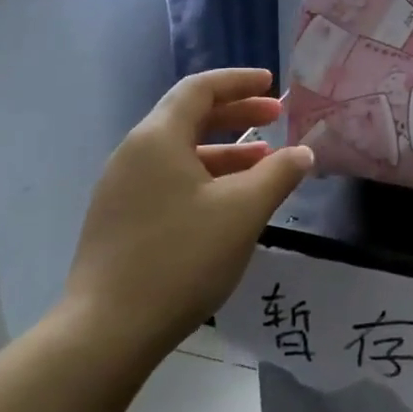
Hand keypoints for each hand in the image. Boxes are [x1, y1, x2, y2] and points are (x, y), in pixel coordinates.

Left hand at [62, 68, 312, 366]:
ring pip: (180, 153)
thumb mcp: (243, 211)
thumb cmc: (182, 257)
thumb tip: (303, 152)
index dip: (238, 82)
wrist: (109, 329)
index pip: (199, 89)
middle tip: (276, 118)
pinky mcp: (121, 220)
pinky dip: (205, 176)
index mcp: (158, 139)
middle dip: (236, 114)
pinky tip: (230, 202)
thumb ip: (278, 174)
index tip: (271, 83)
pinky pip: (170, 180)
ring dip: (225, 151)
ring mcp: (122, 189)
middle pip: (188, 117)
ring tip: (264, 163)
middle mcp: (134, 155)